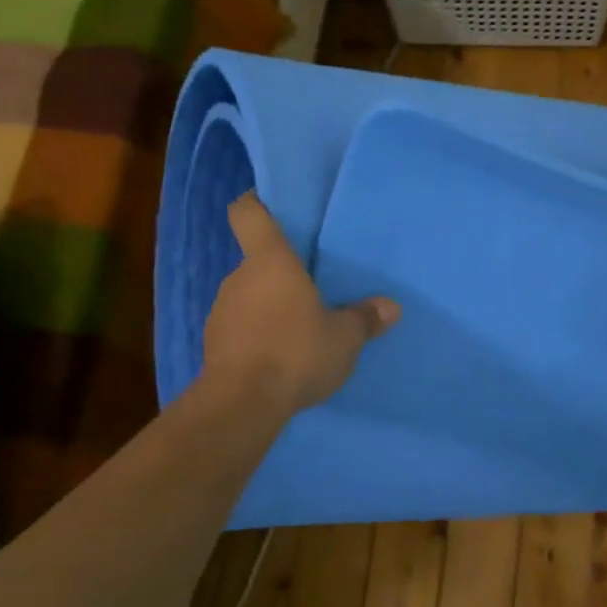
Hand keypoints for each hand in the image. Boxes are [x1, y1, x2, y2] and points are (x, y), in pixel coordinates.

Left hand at [201, 191, 399, 414]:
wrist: (243, 403)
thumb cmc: (296, 351)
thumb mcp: (344, 337)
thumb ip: (365, 318)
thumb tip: (391, 307)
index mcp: (270, 261)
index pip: (248, 212)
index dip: (257, 204)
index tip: (273, 207)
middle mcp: (240, 277)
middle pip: (257, 261)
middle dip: (282, 272)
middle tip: (312, 287)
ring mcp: (222, 311)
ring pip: (250, 296)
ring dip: (271, 306)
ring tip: (300, 328)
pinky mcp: (215, 344)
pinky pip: (242, 327)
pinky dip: (259, 334)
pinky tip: (281, 356)